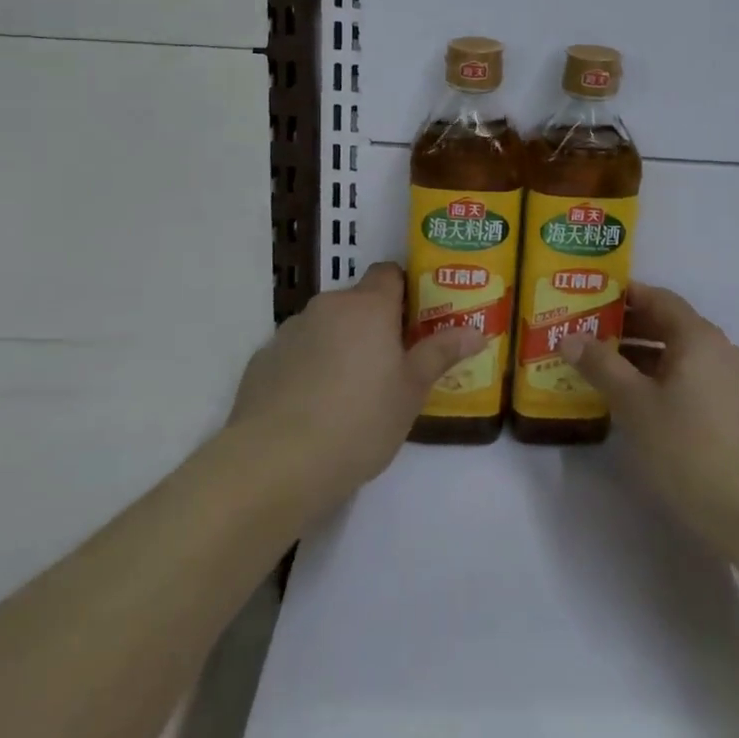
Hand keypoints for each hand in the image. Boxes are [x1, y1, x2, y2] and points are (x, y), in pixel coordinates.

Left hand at [225, 262, 483, 515]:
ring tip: (347, 394)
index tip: (413, 322)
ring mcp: (289, 331)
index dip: (403, 291)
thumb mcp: (410, 392)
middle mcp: (328, 307)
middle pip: (356, 302)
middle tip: (388, 366)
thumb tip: (477, 332)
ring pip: (324, 327)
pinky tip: (310, 410)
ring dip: (338, 346)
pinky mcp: (261, 360)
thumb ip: (440, 354)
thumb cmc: (359, 422)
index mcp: (368, 307)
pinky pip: (295, 353)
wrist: (275, 464)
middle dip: (371, 326)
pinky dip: (306, 369)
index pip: (388, 273)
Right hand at [561, 284, 738, 549]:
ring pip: (678, 356)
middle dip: (627, 329)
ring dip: (641, 358)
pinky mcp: (733, 412)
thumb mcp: (634, 404)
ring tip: (601, 370)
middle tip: (586, 336)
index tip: (589, 300)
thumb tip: (569, 338)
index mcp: (698, 337)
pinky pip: (690, 380)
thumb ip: (601, 365)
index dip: (624, 296)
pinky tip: (635, 403)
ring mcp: (730, 382)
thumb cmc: (689, 448)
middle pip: (668, 326)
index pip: (658, 298)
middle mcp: (719, 350)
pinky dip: (660, 380)